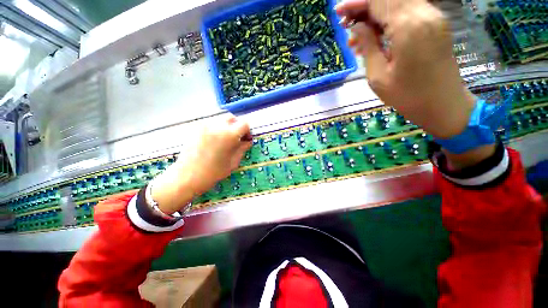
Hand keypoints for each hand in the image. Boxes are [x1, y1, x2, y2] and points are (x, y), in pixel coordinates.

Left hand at [150, 114, 251, 213]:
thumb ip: (242, 148)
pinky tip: (213, 140)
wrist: (187, 177)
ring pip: (220, 119)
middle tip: (236, 138)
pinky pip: (210, 123)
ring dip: (226, 126)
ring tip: (224, 139)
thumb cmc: (213, 172)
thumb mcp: (233, 162)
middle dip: (236, 126)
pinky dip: (216, 128)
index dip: (247, 131)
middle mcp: (217, 126)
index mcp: (229, 135)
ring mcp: (204, 125)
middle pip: (231, 117)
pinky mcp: (195, 128)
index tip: (245, 139)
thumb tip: (248, 141)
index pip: (244, 123)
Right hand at [336, 0, 475, 138]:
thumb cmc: (407, 96)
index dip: (356, 4)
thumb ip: (368, 46)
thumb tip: (357, 27)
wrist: (443, 105)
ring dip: (375, 15)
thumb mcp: (378, 76)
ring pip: (398, 3)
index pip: (378, 0)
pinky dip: (388, 20)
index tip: (339, 12)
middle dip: (364, 6)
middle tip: (345, 23)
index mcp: (408, 27)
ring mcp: (433, 17)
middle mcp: (424, 13)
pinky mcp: (435, 24)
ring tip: (357, 37)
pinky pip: (407, 12)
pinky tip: (374, 37)